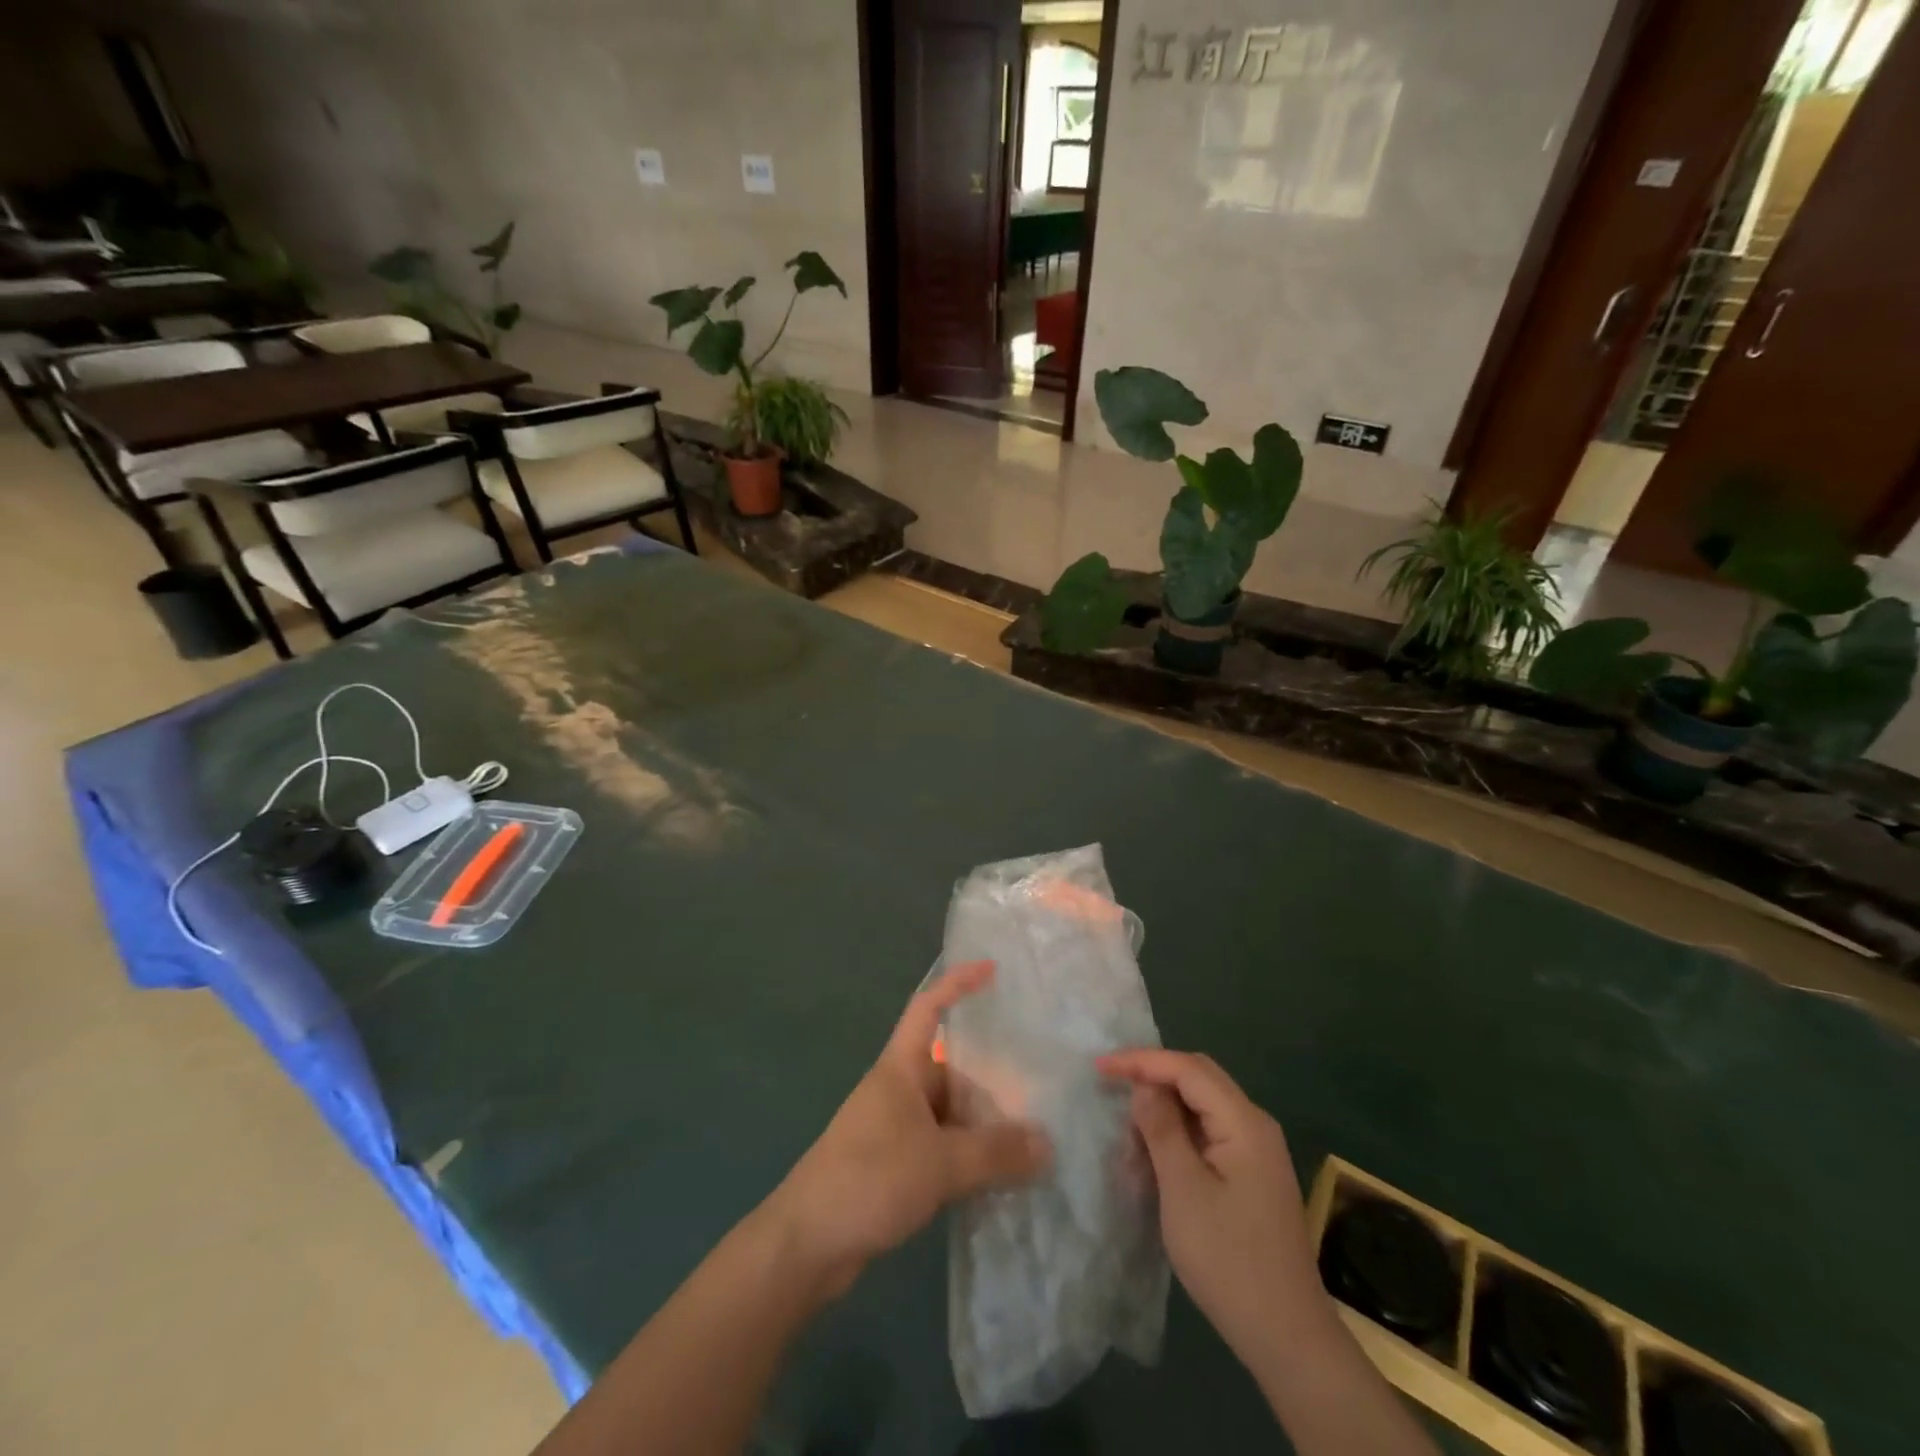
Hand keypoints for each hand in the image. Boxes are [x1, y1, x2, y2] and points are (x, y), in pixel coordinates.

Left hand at [767, 960, 1050, 1296]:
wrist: (806, 1244)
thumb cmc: (868, 1179)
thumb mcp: (939, 1163)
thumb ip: (995, 1153)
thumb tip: (1049, 1144)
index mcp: (901, 1068)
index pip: (928, 1008)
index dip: (957, 983)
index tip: (992, 970)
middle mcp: (899, 1090)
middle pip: (952, 1067)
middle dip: (991, 1075)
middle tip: (1040, 1082)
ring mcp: (896, 1128)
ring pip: (950, 1112)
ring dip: (983, 1122)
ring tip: (1033, 1132)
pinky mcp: (896, 1165)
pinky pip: (943, 1146)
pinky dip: (969, 1154)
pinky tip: (1000, 1173)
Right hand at [1098, 1049, 1330, 1376]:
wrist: (1287, 1336)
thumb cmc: (1229, 1260)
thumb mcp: (1183, 1190)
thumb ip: (1162, 1129)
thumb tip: (1144, 1086)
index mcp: (1244, 1122)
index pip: (1187, 1069)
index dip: (1142, 1061)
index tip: (1100, 1067)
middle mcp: (1255, 1125)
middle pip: (1198, 1078)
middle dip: (1152, 1075)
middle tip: (1110, 1084)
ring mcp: (1256, 1151)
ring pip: (1202, 1105)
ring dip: (1164, 1106)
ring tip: (1126, 1124)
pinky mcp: (1251, 1174)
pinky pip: (1208, 1132)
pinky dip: (1178, 1132)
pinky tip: (1153, 1151)